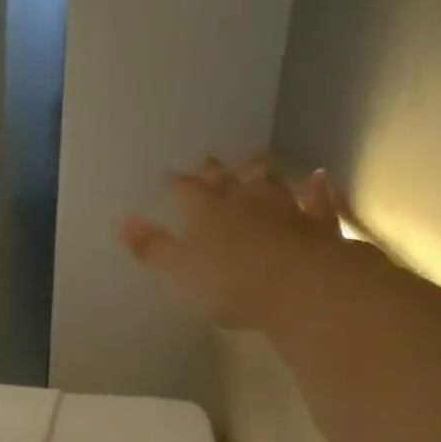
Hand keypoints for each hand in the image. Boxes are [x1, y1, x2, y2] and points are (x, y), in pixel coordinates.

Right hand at [119, 156, 342, 330]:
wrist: (299, 286)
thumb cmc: (229, 283)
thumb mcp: (178, 272)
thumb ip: (152, 248)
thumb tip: (122, 221)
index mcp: (204, 212)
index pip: (184, 191)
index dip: (175, 185)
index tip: (167, 177)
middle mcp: (243, 201)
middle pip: (226, 181)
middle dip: (215, 172)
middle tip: (210, 160)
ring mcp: (284, 209)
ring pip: (269, 183)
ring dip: (260, 170)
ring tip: (253, 155)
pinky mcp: (316, 225)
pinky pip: (316, 202)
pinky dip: (316, 190)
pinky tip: (318, 177)